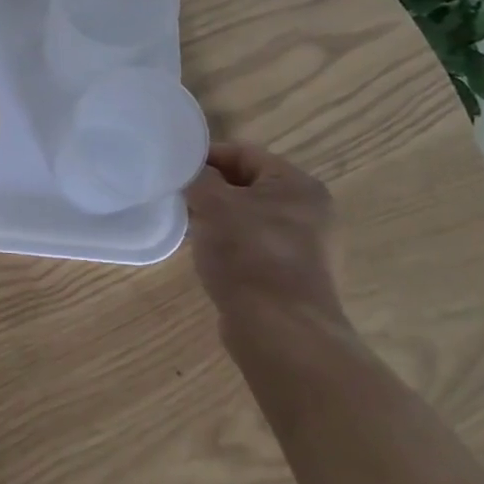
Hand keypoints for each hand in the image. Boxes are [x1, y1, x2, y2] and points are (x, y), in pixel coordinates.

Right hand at [186, 142, 347, 339]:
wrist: (279, 329)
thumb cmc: (248, 254)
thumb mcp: (214, 204)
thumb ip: (200, 178)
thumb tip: (193, 173)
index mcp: (298, 185)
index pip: (244, 153)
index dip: (206, 156)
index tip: (175, 169)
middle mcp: (309, 212)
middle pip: (248, 186)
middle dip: (211, 190)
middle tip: (178, 197)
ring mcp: (304, 247)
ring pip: (249, 218)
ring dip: (218, 219)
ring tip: (188, 226)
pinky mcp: (292, 277)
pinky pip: (253, 247)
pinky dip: (229, 245)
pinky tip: (207, 255)